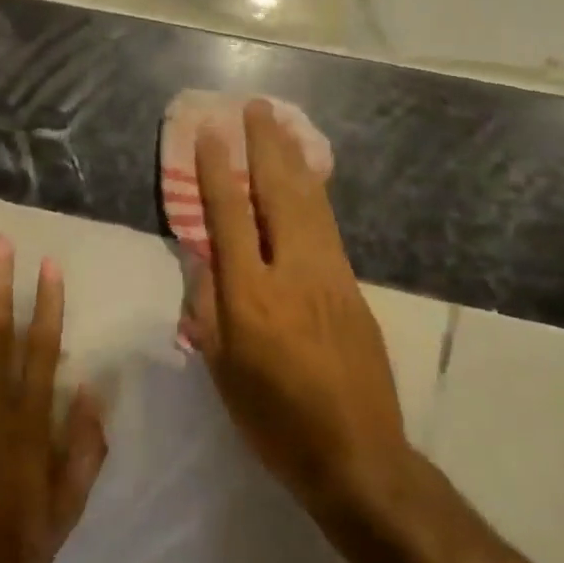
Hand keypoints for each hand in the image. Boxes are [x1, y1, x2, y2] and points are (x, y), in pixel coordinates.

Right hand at [185, 100, 408, 519]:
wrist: (357, 454)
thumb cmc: (275, 421)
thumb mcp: (223, 372)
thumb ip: (209, 311)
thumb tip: (206, 264)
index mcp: (251, 297)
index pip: (229, 218)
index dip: (216, 172)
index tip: (209, 133)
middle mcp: (293, 274)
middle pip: (279, 194)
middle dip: (265, 146)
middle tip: (255, 107)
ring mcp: (330, 276)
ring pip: (310, 203)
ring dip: (293, 159)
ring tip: (280, 124)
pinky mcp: (353, 288)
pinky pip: (327, 226)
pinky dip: (313, 193)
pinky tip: (307, 179)